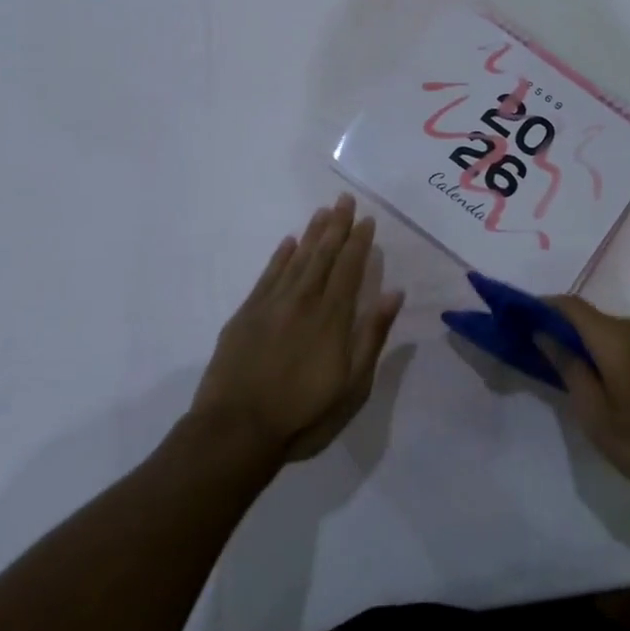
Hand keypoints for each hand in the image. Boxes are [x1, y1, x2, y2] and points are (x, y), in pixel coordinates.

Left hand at [192, 195, 404, 462]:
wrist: (236, 431)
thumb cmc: (303, 415)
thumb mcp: (353, 385)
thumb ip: (372, 336)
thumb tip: (394, 293)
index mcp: (332, 317)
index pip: (350, 268)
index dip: (358, 242)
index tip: (366, 219)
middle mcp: (303, 300)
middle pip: (323, 255)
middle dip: (336, 226)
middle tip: (343, 199)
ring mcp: (271, 305)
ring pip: (296, 259)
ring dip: (311, 234)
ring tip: (322, 211)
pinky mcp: (246, 315)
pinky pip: (267, 275)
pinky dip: (279, 257)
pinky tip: (287, 243)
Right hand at [536, 296, 629, 506]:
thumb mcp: (597, 415)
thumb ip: (569, 369)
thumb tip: (543, 334)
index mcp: (616, 337)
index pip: (568, 305)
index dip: (539, 306)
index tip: (513, 319)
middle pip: (586, 316)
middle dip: (555, 327)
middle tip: (528, 351)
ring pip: (603, 329)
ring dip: (577, 341)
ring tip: (554, 368)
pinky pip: (621, 341)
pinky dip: (598, 350)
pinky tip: (590, 377)